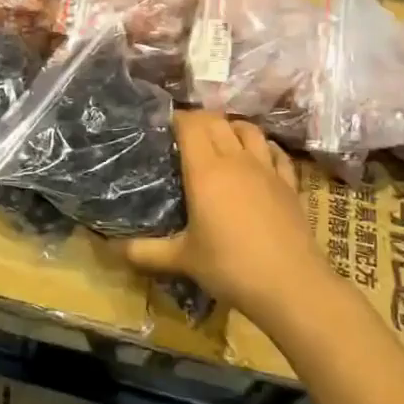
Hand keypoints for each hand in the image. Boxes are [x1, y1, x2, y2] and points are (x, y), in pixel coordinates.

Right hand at [123, 111, 328, 323]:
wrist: (291, 285)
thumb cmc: (230, 266)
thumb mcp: (181, 260)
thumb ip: (145, 252)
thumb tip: (112, 249)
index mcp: (206, 171)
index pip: (190, 125)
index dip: (176, 118)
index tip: (162, 126)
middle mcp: (236, 160)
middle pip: (217, 121)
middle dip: (199, 119)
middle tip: (184, 132)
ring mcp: (267, 170)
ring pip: (249, 129)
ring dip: (231, 126)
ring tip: (220, 138)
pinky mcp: (289, 184)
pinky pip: (276, 152)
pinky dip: (263, 146)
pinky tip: (258, 157)